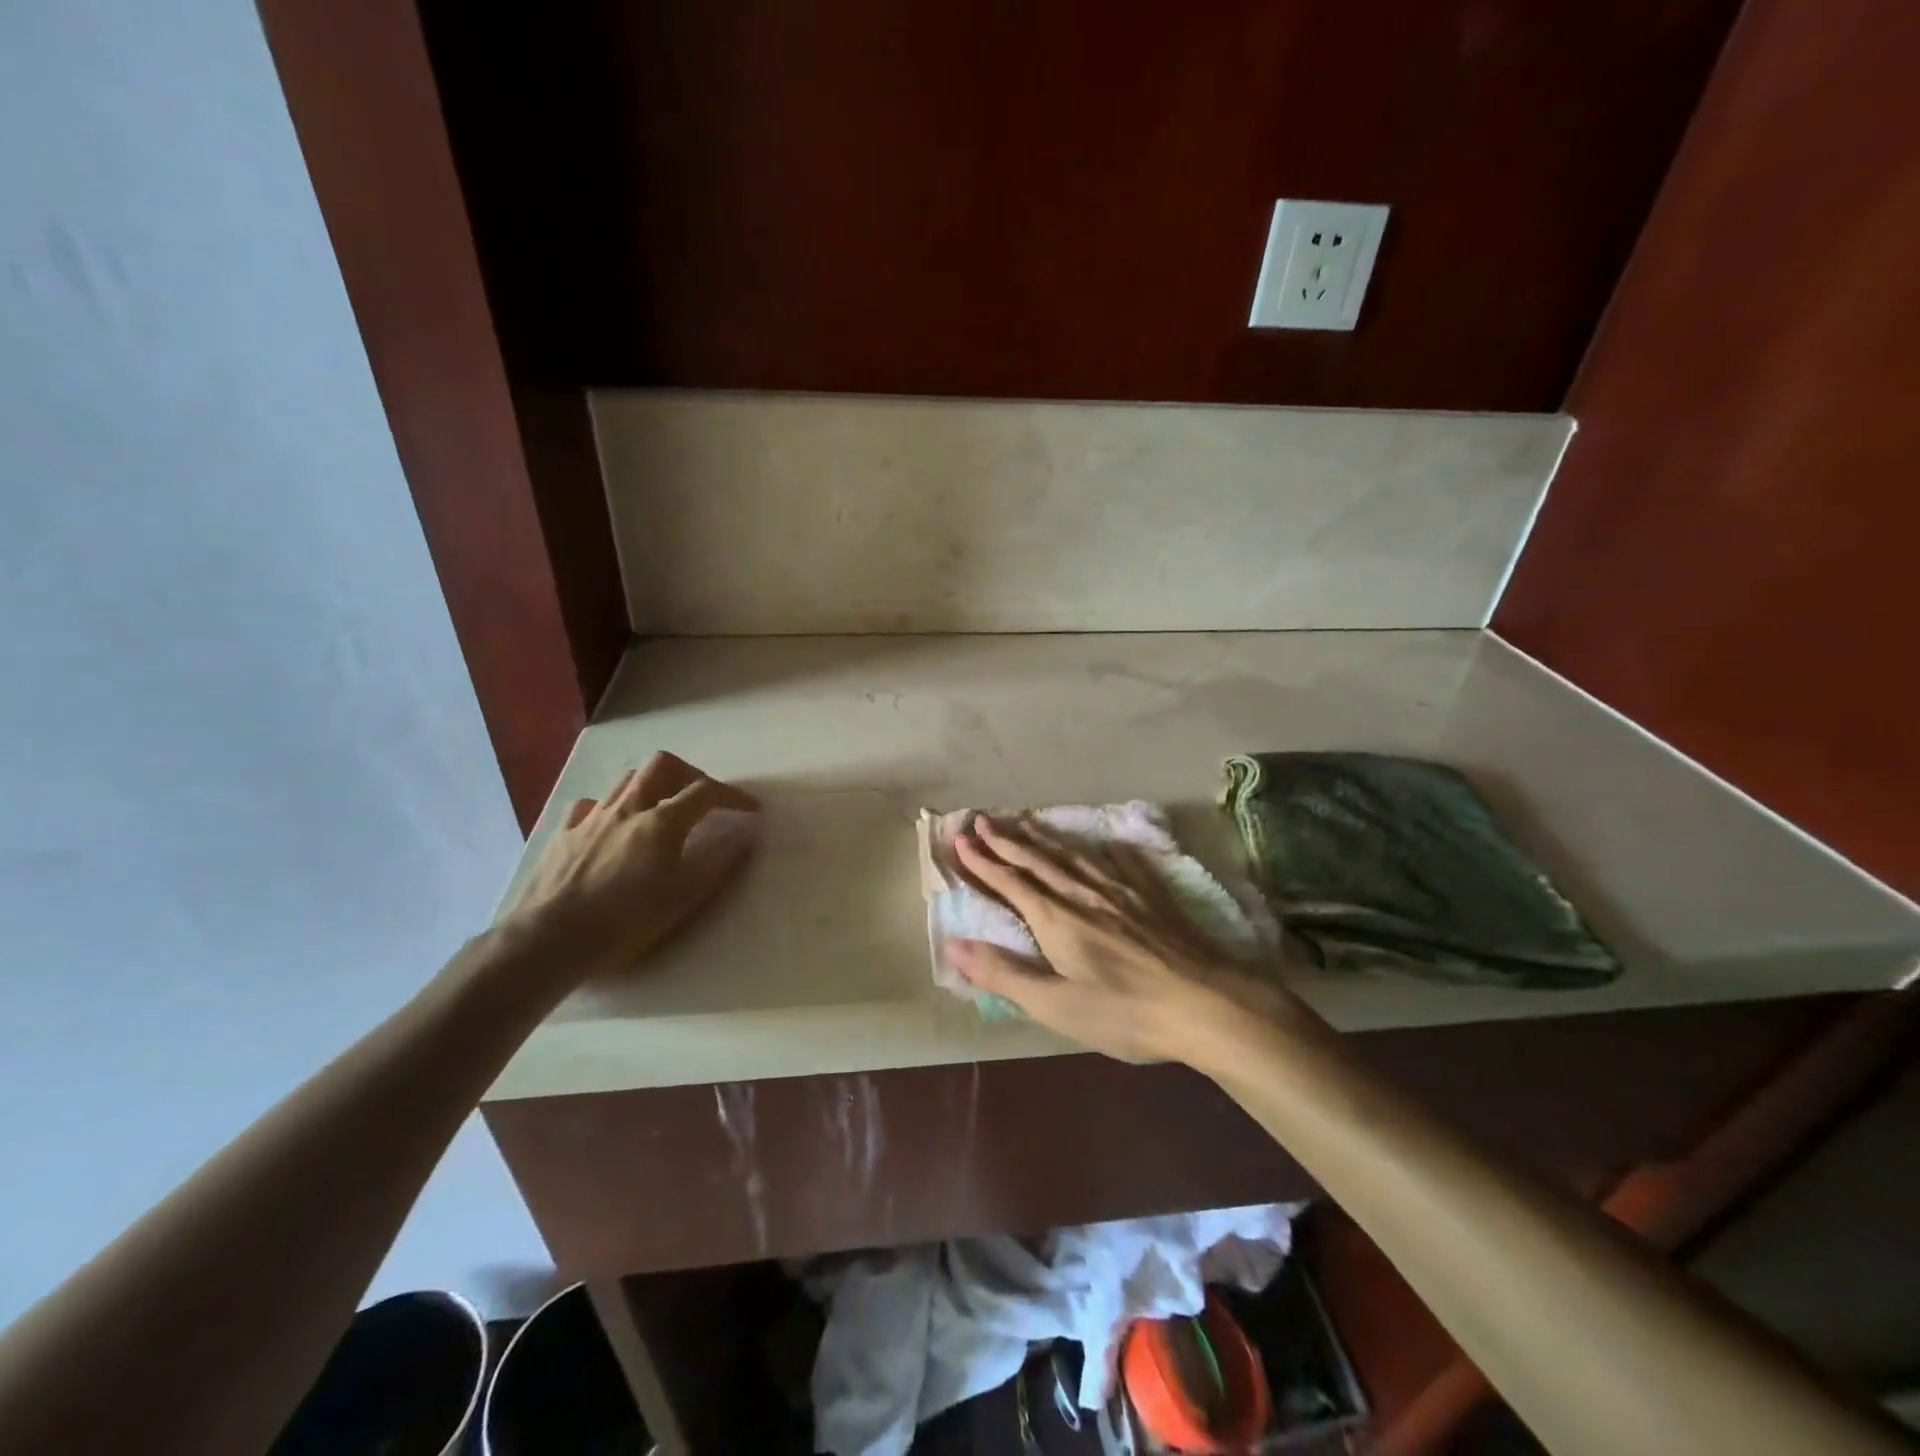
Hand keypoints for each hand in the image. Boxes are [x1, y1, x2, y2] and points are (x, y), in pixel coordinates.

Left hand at [500, 753, 759, 989]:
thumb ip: (719, 862)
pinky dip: (611, 808)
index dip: (734, 795)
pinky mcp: (564, 834)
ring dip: (652, 785)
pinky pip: (591, 806)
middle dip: (690, 774)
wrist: (548, 940)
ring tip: (662, 809)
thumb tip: (746, 833)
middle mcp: (628, 808)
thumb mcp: (684, 898)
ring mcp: (592, 818)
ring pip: (627, 780)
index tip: (751, 809)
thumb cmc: (625, 921)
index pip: (706, 791)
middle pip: (663, 765)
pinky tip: (613, 828)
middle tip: (702, 798)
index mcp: (661, 821)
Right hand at [948, 815, 1305, 1065]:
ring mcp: (1122, 892)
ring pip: (1074, 856)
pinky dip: (1109, 851)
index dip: (983, 861)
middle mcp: (1084, 895)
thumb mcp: (1055, 1004)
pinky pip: (1125, 864)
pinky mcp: (1153, 898)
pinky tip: (1110, 843)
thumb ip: (1004, 973)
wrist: (1206, 1005)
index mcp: (1056, 919)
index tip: (960, 839)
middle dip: (1006, 840)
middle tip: (983, 819)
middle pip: (1039, 860)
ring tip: (1027, 821)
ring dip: (1046, 838)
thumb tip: (954, 944)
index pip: (1011, 882)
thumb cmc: (1124, 1012)